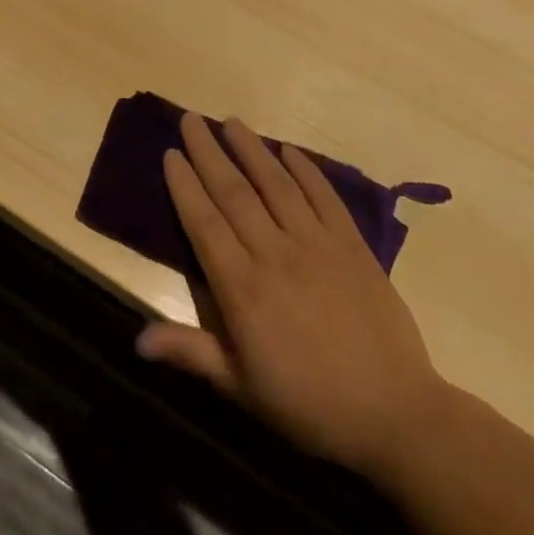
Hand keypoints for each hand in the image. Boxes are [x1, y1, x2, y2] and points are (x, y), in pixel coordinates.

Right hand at [136, 113, 448, 479]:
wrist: (395, 414)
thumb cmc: (308, 403)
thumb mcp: (242, 387)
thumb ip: (191, 352)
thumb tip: (137, 341)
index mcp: (242, 288)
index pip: (204, 222)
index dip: (184, 185)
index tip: (170, 154)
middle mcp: (275, 254)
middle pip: (234, 192)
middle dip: (209, 152)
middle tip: (191, 120)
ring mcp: (317, 245)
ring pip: (276, 184)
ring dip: (251, 149)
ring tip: (232, 121)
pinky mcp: (353, 246)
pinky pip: (324, 198)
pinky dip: (305, 171)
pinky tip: (289, 150)